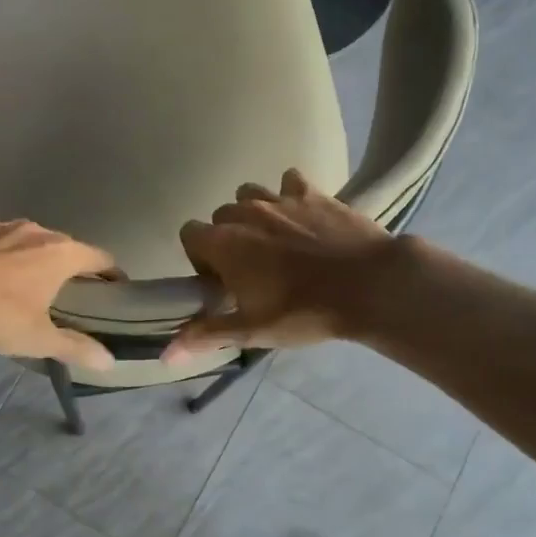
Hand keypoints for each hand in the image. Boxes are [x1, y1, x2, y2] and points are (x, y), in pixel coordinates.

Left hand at [0, 202, 117, 369]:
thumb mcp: (38, 339)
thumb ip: (75, 348)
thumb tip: (109, 362)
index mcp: (60, 254)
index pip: (98, 257)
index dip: (109, 271)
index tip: (113, 284)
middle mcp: (34, 231)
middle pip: (61, 243)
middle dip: (66, 261)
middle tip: (64, 286)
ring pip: (23, 232)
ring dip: (26, 247)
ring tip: (21, 268)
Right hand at [163, 170, 399, 361]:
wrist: (369, 285)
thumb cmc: (303, 311)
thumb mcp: (252, 330)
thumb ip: (206, 335)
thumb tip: (165, 355)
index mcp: (224, 243)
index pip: (189, 233)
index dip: (199, 256)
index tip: (220, 280)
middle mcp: (245, 212)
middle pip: (220, 215)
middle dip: (227, 237)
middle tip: (250, 267)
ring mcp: (280, 198)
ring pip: (250, 193)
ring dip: (253, 212)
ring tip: (274, 240)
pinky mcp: (313, 192)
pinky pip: (289, 181)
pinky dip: (289, 195)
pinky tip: (302, 217)